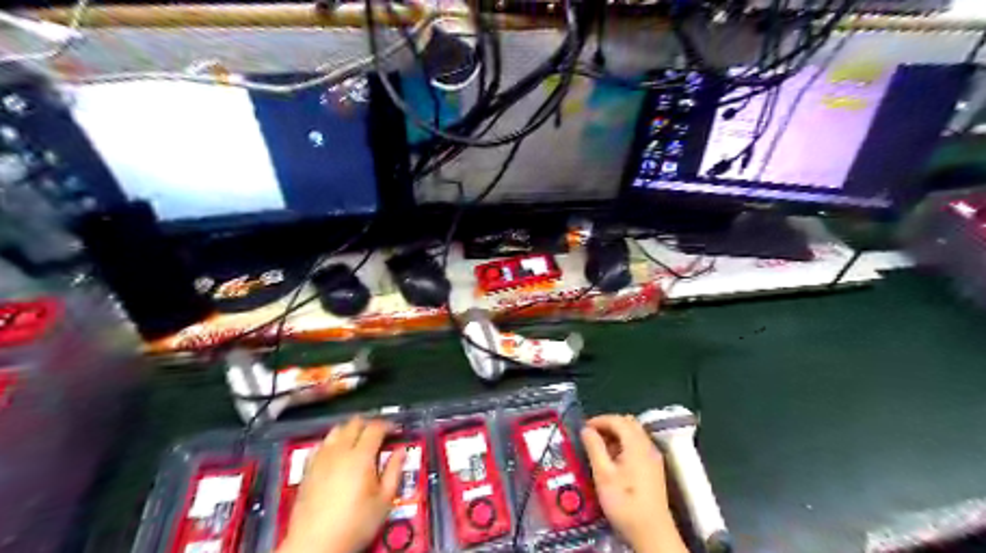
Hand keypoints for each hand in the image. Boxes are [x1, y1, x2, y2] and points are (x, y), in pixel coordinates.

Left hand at [278, 417, 403, 552]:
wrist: (315, 545)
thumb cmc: (355, 524)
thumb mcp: (384, 500)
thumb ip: (394, 471)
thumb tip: (401, 450)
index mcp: (361, 456)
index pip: (375, 427)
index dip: (388, 425)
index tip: (396, 431)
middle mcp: (339, 451)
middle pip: (354, 423)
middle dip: (369, 424)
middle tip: (380, 435)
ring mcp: (320, 459)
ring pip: (336, 430)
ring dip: (350, 430)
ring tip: (359, 441)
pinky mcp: (308, 469)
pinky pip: (321, 444)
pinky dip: (332, 442)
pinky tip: (337, 453)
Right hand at [580, 414, 686, 552]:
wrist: (652, 532)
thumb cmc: (624, 502)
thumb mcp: (603, 474)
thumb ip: (594, 447)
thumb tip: (586, 429)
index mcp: (636, 444)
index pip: (617, 420)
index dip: (599, 420)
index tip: (583, 427)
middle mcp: (648, 446)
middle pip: (628, 423)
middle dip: (609, 425)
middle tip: (591, 436)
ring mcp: (653, 457)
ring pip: (634, 434)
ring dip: (617, 435)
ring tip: (599, 448)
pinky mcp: (654, 469)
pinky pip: (638, 446)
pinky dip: (624, 444)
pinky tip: (614, 460)